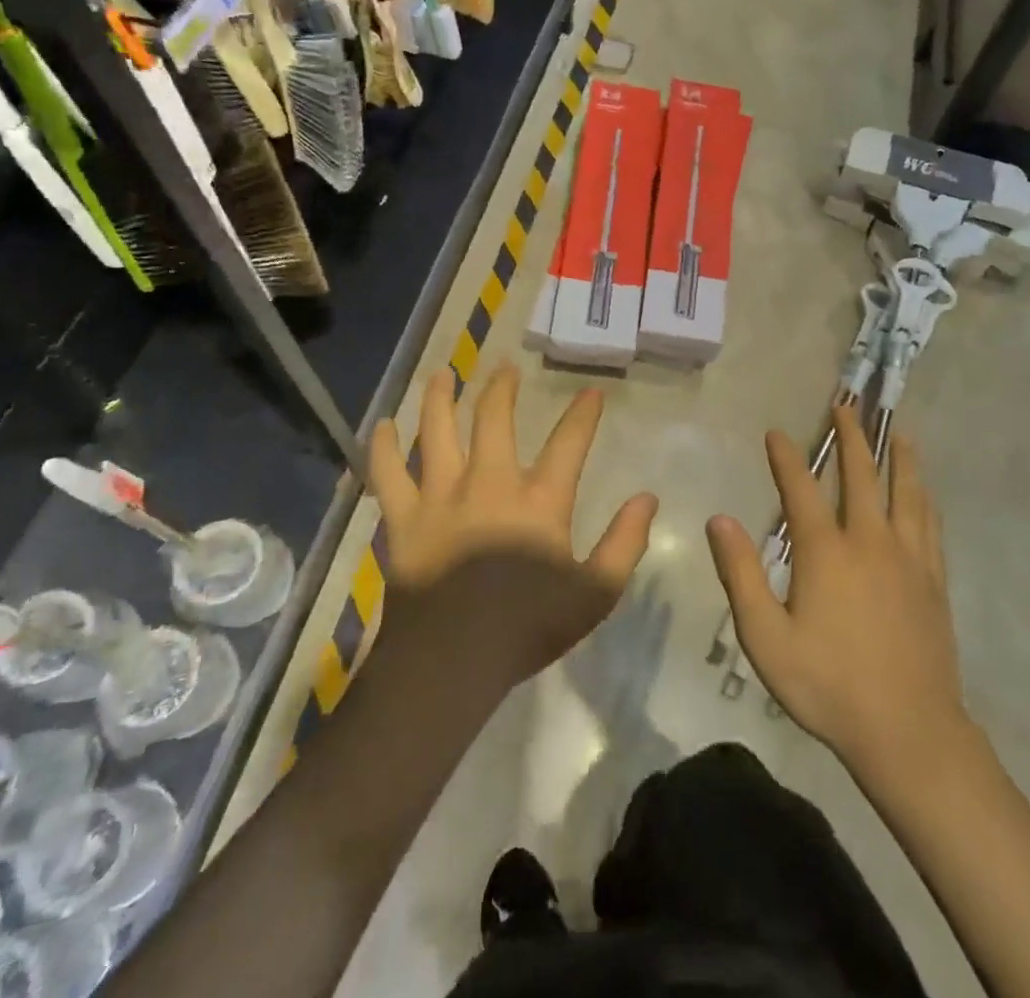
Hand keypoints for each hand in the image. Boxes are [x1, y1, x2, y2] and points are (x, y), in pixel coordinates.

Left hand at [369, 364, 658, 686]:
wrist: (450, 663)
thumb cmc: (527, 628)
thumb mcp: (595, 593)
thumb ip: (625, 543)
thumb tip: (647, 498)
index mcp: (538, 500)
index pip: (569, 442)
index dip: (583, 414)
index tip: (591, 393)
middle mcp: (489, 482)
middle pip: (494, 419)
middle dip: (502, 388)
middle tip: (505, 367)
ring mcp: (441, 496)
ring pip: (437, 430)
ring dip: (440, 398)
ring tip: (443, 374)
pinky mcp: (403, 518)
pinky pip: (388, 473)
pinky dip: (383, 448)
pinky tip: (382, 427)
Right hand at [707, 406, 968, 778]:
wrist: (908, 731)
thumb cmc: (828, 686)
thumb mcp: (765, 638)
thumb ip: (741, 575)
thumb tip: (719, 520)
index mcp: (826, 552)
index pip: (801, 488)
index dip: (786, 456)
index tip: (775, 432)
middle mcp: (870, 540)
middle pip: (861, 474)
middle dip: (851, 436)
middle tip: (846, 405)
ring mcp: (908, 558)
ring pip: (905, 491)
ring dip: (898, 455)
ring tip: (897, 429)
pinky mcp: (933, 579)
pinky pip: (929, 522)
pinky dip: (924, 496)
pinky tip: (924, 491)